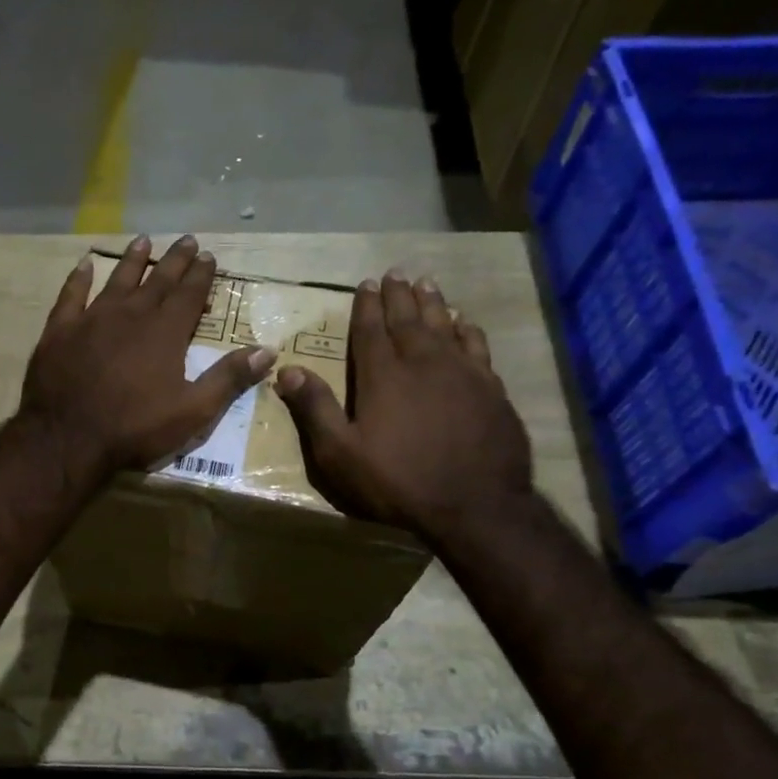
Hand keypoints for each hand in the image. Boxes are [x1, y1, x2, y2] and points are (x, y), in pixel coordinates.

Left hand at [21, 235, 275, 479]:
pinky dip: (79, 279)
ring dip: (132, 261)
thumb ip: (228, 379)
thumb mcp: (192, 412)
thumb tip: (267, 351)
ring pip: (117, 281)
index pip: (189, 295)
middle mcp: (130, 315)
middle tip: (186, 240)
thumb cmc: (134, 429)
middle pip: (157, 281)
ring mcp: (91, 320)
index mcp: (165, 333)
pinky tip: (85, 265)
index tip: (209, 256)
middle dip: (174, 261)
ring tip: (143, 241)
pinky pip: (71, 296)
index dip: (201, 275)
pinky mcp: (60, 331)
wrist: (68, 439)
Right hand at [275, 270, 531, 532]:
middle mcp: (423, 363)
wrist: (474, 505)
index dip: (366, 306)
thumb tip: (287, 369)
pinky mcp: (490, 389)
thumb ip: (315, 409)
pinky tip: (465, 323)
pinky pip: (476, 346)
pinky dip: (467, 329)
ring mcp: (461, 373)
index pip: (371, 331)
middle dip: (399, 295)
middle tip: (394, 273)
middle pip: (408, 319)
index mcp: (383, 376)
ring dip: (433, 303)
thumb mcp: (340, 454)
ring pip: (444, 325)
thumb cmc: (398, 481)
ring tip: (426, 283)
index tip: (365, 284)